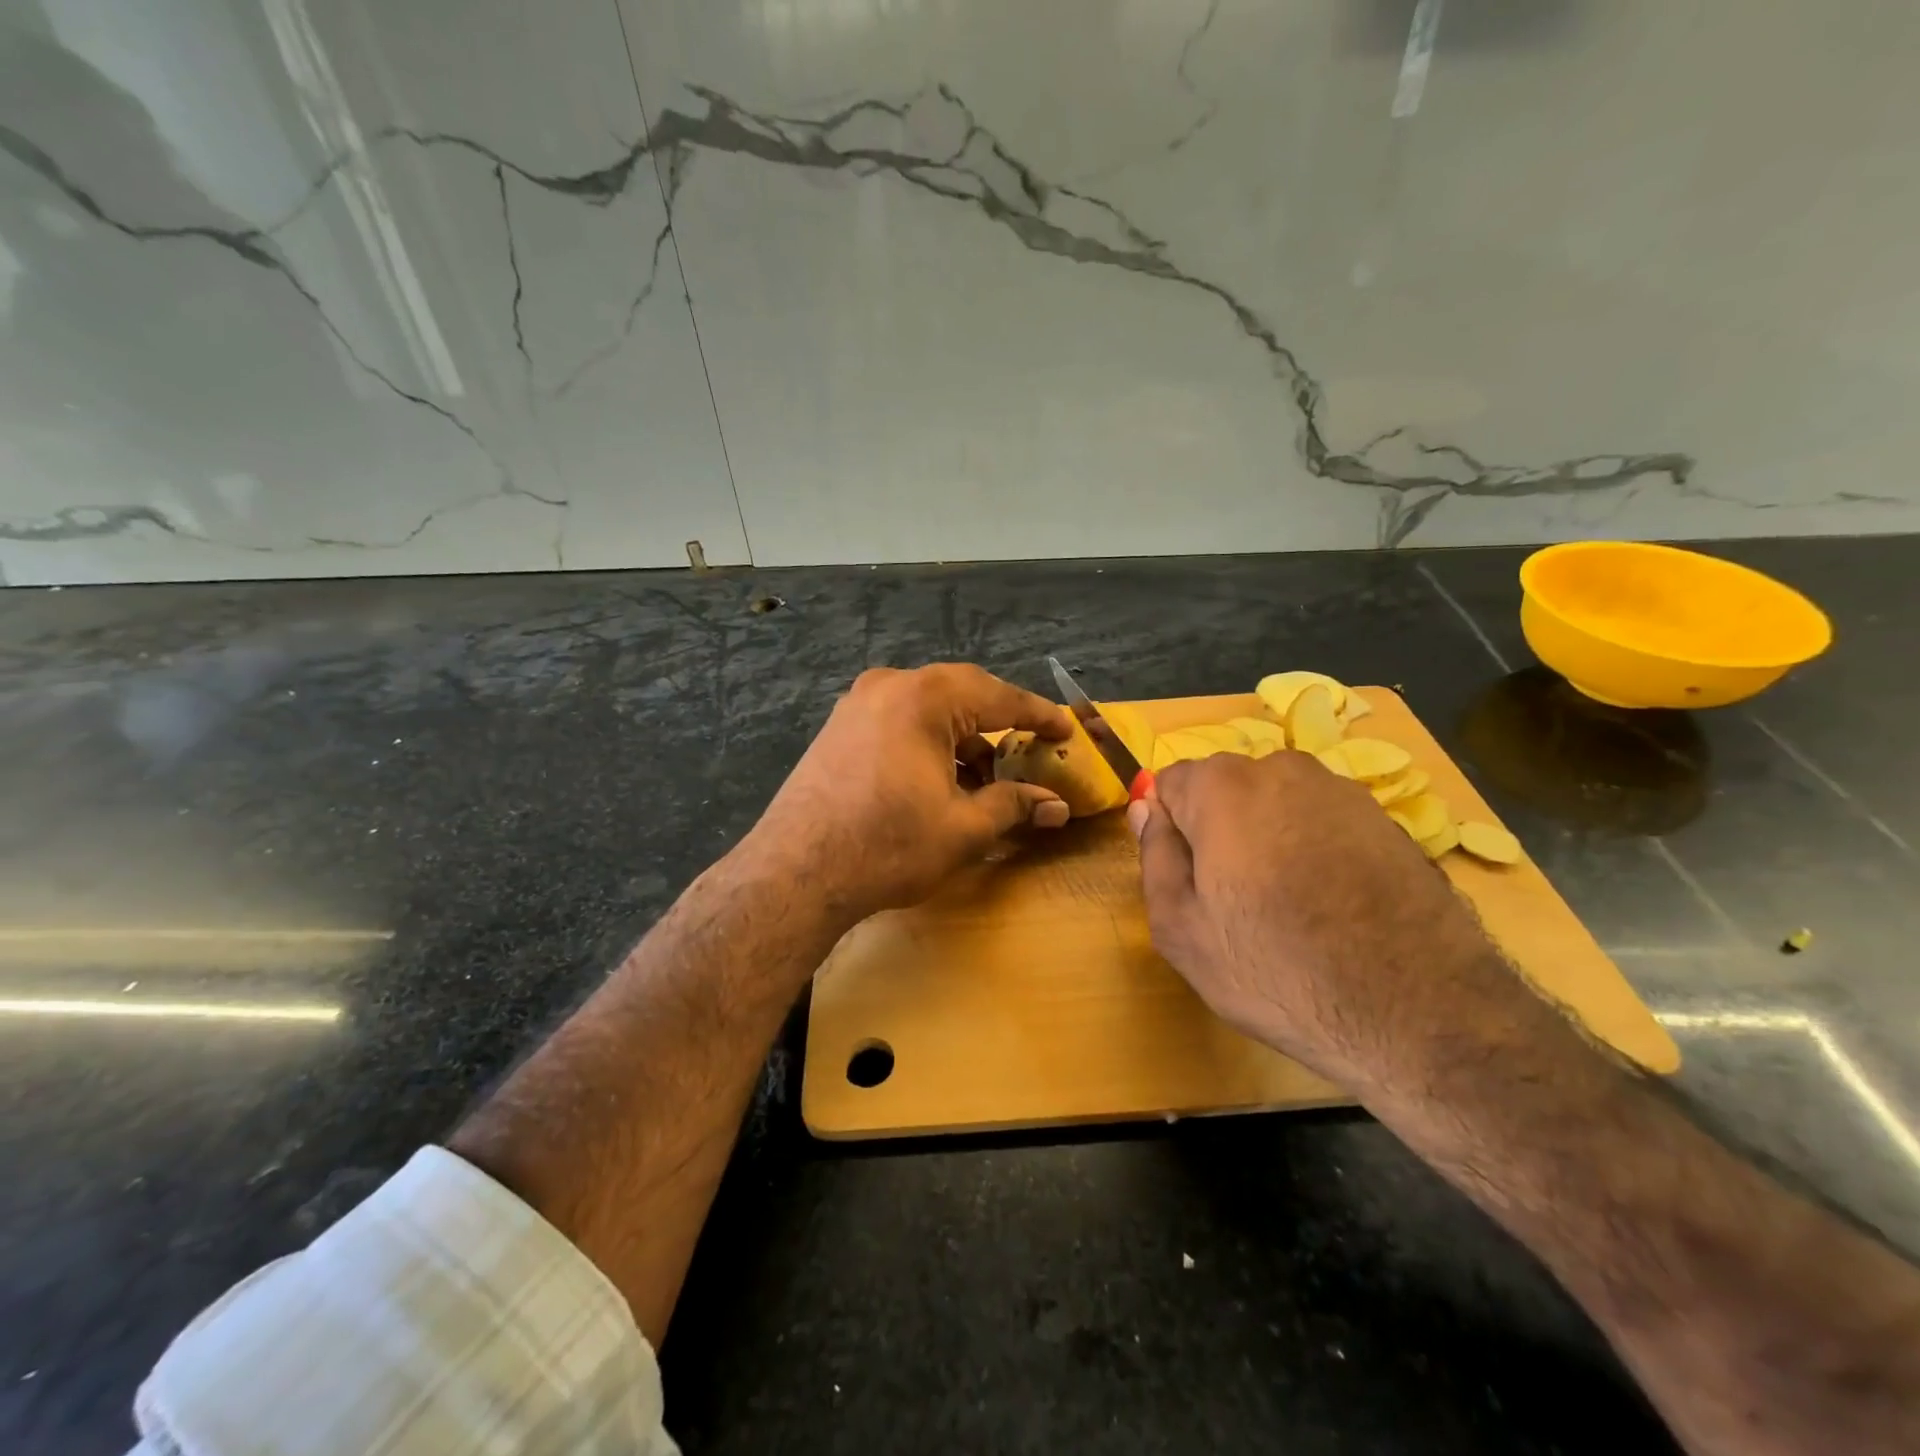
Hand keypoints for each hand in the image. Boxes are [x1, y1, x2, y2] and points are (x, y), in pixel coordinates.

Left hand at [739, 664, 1073, 923]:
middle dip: (997, 724)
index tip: (1066, 728)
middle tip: (1029, 749)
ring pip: (927, 710)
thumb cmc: (888, 845)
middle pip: (961, 695)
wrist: (797, 872)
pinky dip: (928, 744)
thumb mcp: (964, 828)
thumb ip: (1014, 806)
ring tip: (984, 781)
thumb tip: (1057, 805)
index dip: (1038, 714)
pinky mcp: (838, 729)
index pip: (998, 697)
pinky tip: (939, 781)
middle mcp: (889, 686)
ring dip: (961, 739)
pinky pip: (899, 722)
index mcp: (924, 698)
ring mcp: (857, 705)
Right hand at [1128, 750, 1502, 1093]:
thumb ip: (1154, 856)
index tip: (1187, 879)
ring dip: (1267, 838)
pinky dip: (1314, 849)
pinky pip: (1322, 822)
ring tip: (1287, 906)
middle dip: (1218, 830)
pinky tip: (1331, 906)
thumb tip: (1146, 809)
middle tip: (1232, 900)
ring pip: (1275, 804)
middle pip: (1224, 790)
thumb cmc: (1277, 972)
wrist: (1419, 1014)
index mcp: (1223, 788)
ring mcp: (1342, 791)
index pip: (1170, 783)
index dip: (1171, 831)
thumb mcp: (1181, 929)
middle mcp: (1282, 770)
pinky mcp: (1387, 819)